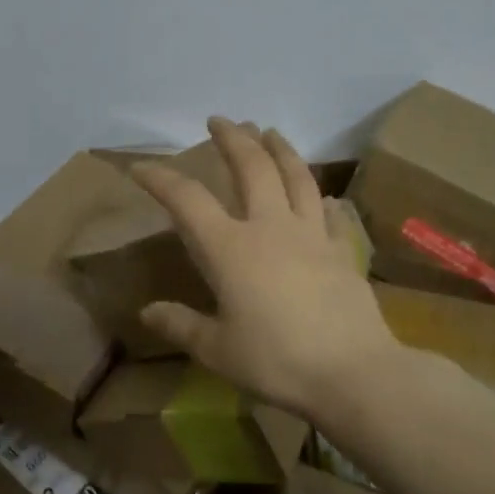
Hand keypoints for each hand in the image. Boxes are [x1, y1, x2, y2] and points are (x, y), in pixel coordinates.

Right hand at [129, 119, 398, 417]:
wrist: (352, 373)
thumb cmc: (277, 361)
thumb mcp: (218, 350)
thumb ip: (181, 326)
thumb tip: (147, 312)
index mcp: (230, 248)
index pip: (187, 200)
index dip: (161, 178)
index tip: (141, 167)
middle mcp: (270, 228)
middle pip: (251, 167)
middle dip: (233, 138)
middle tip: (220, 120)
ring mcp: (311, 235)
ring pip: (296, 177)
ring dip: (280, 149)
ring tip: (269, 131)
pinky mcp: (342, 251)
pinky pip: (330, 215)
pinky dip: (320, 199)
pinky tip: (321, 197)